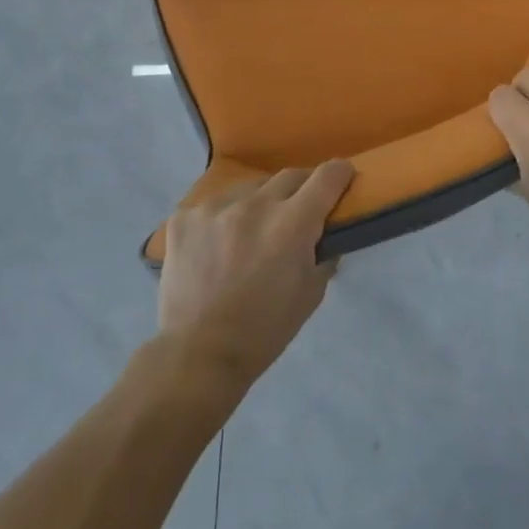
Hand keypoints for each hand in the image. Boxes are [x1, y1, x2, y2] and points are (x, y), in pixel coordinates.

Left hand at [157, 161, 354, 387]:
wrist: (198, 354)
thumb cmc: (265, 330)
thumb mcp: (311, 294)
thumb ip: (324, 254)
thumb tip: (326, 233)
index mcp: (292, 223)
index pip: (327, 177)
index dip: (341, 174)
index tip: (343, 179)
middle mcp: (255, 205)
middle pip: (290, 176)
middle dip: (302, 189)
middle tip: (300, 211)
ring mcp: (215, 207)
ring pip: (250, 188)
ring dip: (260, 203)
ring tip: (253, 232)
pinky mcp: (184, 217)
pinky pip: (214, 205)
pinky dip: (224, 218)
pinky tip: (217, 245)